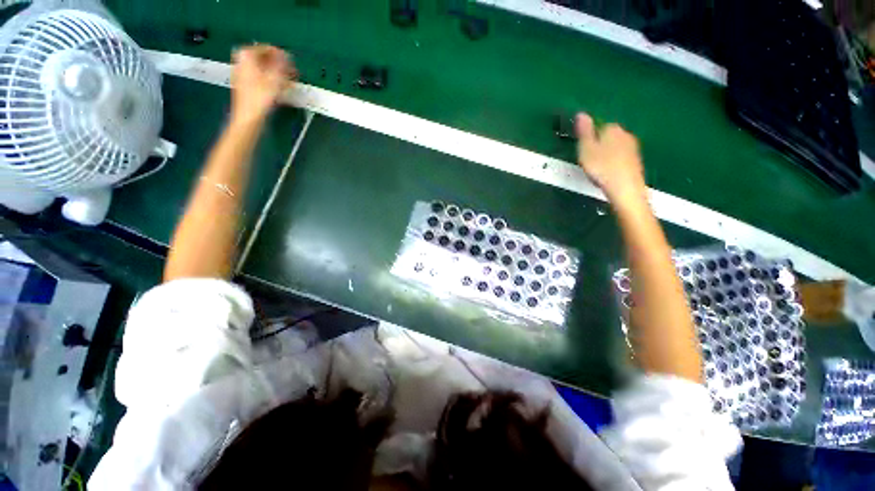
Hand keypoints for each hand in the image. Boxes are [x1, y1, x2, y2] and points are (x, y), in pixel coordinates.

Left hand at [230, 45, 295, 124]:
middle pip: (264, 59)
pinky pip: (260, 77)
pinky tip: (279, 89)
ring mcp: (241, 72)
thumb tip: (286, 55)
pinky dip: (270, 81)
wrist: (249, 116)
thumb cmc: (261, 97)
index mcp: (247, 54)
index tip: (293, 65)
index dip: (282, 56)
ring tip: (288, 83)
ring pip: (263, 69)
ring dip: (276, 74)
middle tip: (292, 74)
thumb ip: (282, 64)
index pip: (268, 48)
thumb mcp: (276, 78)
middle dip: (279, 66)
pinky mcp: (244, 84)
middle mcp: (241, 60)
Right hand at [575, 113, 646, 206]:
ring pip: (615, 146)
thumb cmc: (601, 167)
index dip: (589, 138)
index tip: (583, 150)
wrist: (625, 188)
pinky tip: (609, 172)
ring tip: (598, 168)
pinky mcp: (636, 160)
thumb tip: (581, 113)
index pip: (599, 126)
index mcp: (612, 129)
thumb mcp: (586, 149)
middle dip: (599, 145)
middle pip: (608, 136)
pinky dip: (614, 162)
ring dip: (607, 154)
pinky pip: (621, 157)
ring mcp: (633, 147)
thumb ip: (584, 132)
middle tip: (589, 160)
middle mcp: (625, 134)